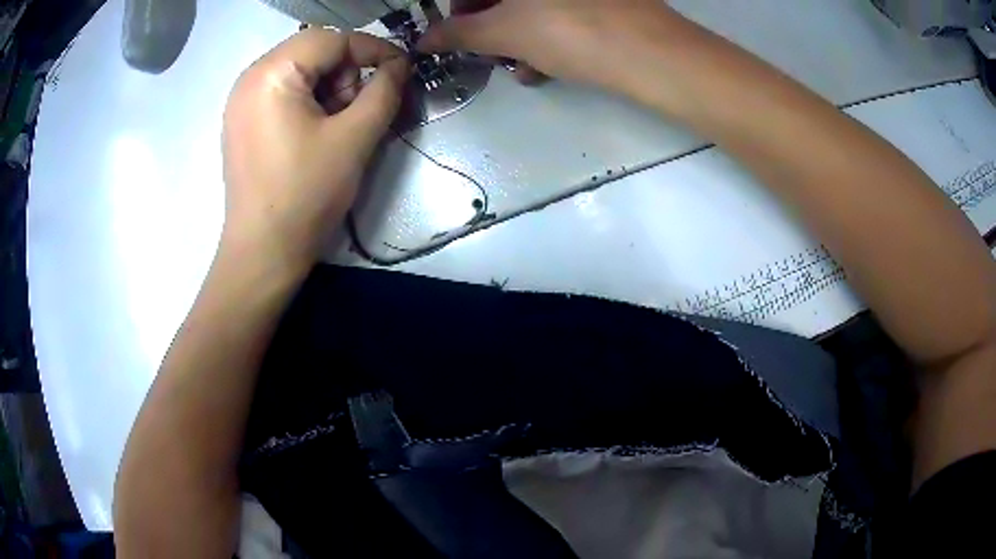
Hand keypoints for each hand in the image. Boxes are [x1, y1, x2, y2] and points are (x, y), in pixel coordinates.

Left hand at [222, 28, 408, 272]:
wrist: (263, 253)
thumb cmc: (306, 194)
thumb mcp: (355, 138)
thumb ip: (384, 91)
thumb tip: (399, 66)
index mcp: (271, 74)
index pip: (331, 39)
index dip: (372, 49)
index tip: (402, 69)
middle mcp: (249, 78)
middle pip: (313, 51)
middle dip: (347, 73)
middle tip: (361, 110)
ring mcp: (242, 101)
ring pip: (300, 71)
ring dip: (330, 89)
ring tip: (339, 127)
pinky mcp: (243, 122)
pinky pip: (284, 93)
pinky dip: (310, 103)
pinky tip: (317, 133)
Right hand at [421, 0, 680, 92]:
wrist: (654, 55)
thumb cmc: (570, 32)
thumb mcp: (505, 33)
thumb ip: (458, 34)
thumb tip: (424, 40)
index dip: (459, 9)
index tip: (455, 34)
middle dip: (489, 25)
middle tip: (487, 54)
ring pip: (534, 7)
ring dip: (517, 37)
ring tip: (518, 67)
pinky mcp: (605, 4)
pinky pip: (562, 14)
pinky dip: (546, 36)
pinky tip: (544, 66)